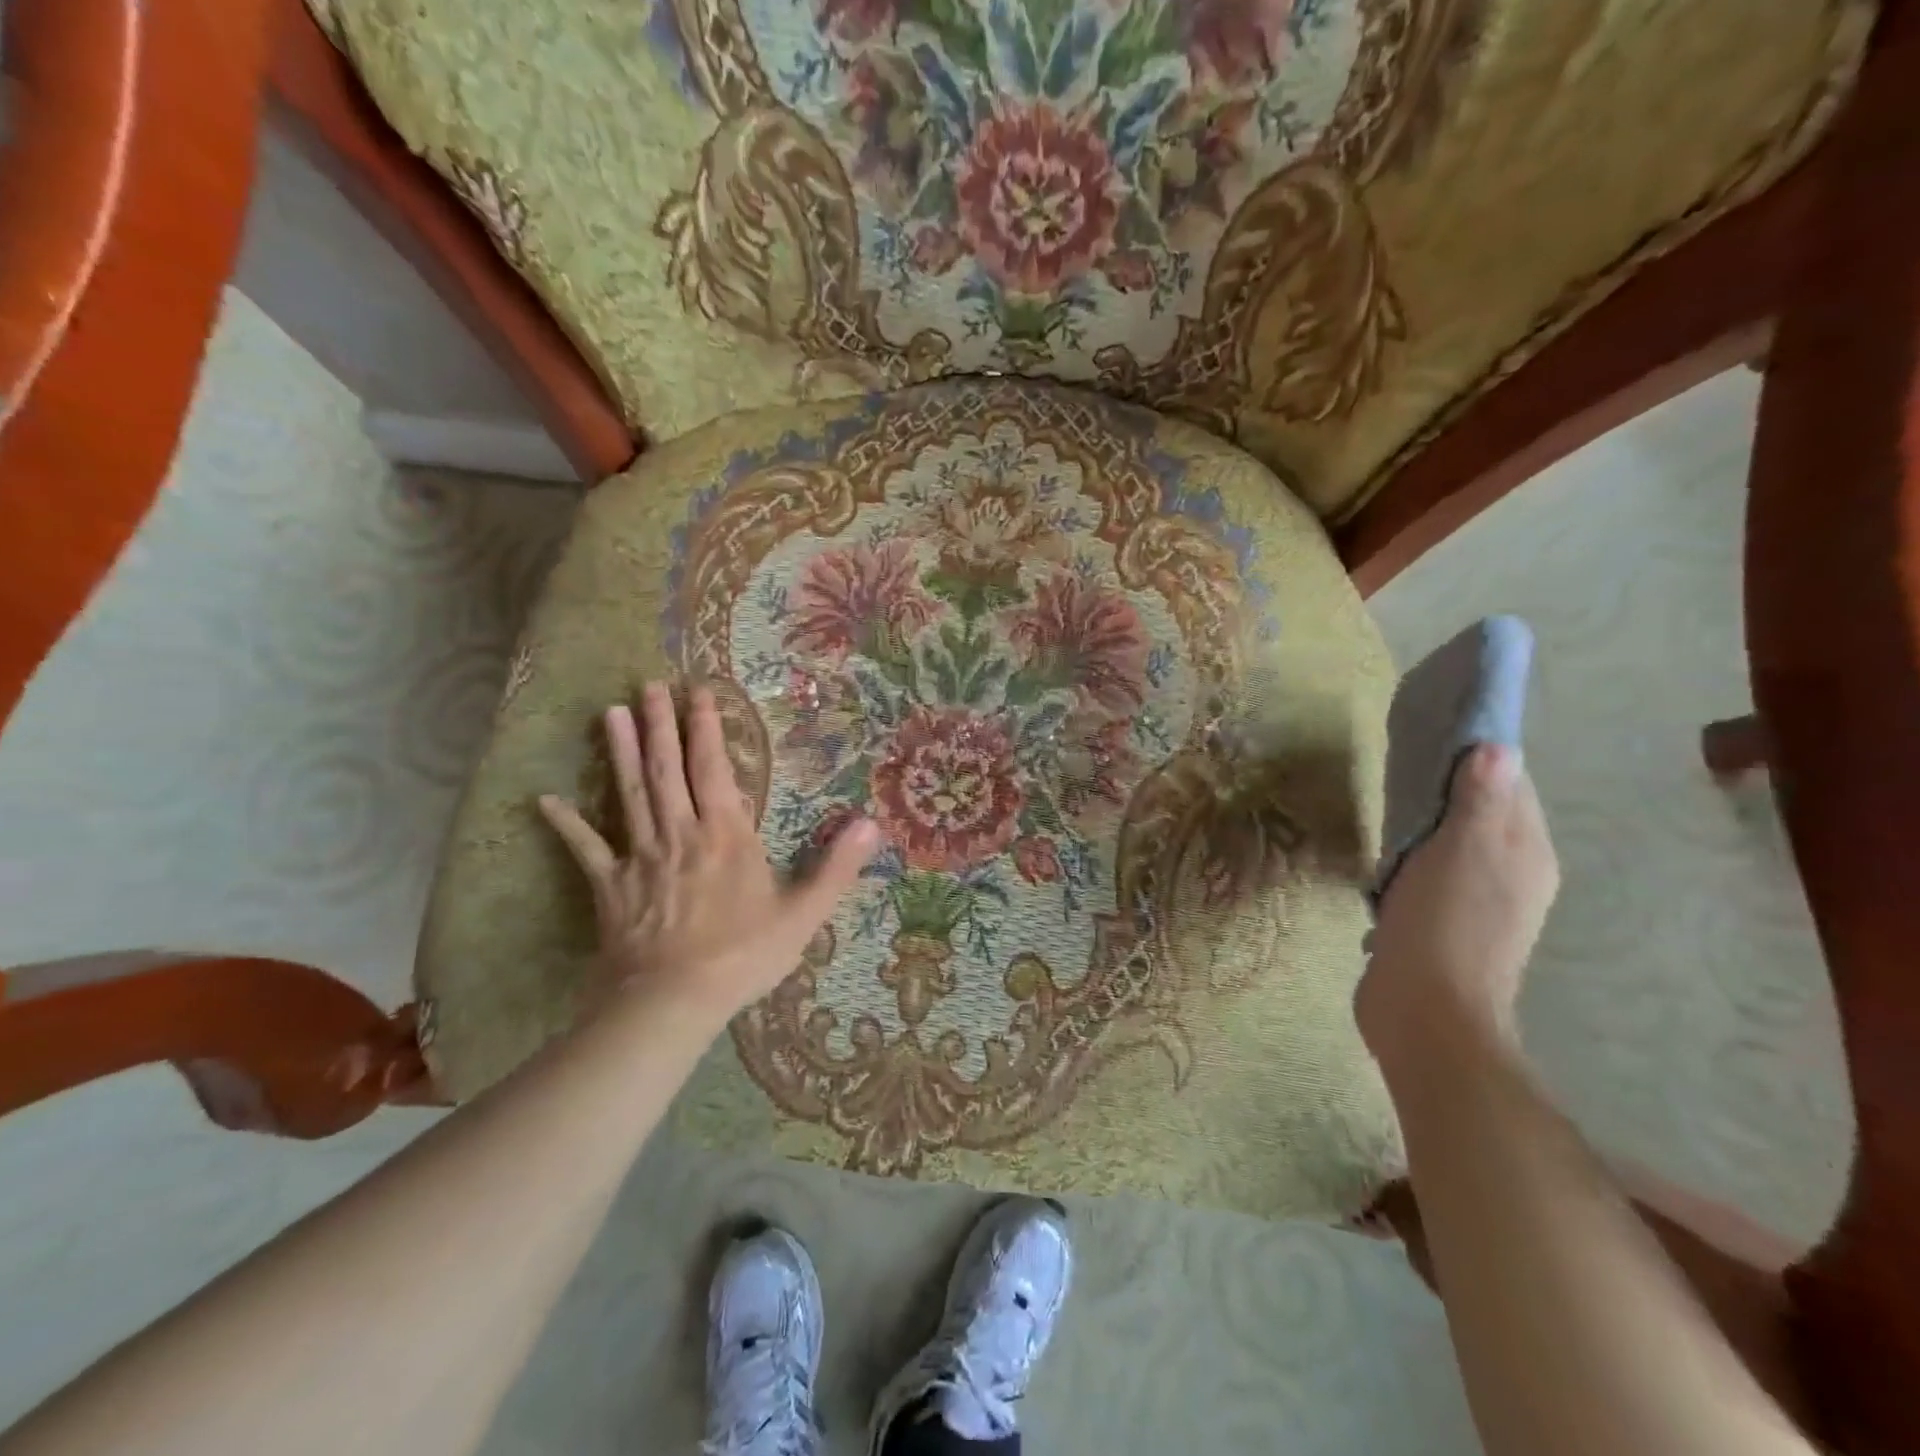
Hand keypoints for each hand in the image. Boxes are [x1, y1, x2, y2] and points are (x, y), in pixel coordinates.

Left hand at [538, 683, 880, 1028]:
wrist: (672, 1001)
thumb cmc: (743, 955)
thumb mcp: (803, 914)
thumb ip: (837, 866)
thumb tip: (872, 823)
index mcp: (726, 834)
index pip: (714, 769)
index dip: (707, 729)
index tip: (699, 692)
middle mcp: (680, 833)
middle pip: (666, 770)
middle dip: (659, 725)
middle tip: (647, 686)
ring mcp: (640, 857)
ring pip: (629, 795)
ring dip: (620, 753)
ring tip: (609, 714)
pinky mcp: (609, 886)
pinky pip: (586, 849)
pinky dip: (567, 824)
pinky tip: (545, 800)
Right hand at [1356, 744, 1559, 1070]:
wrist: (1424, 1011)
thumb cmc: (1446, 923)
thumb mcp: (1460, 851)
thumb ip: (1479, 800)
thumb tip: (1498, 747)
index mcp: (1526, 854)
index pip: (1511, 786)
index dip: (1477, 756)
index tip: (1434, 731)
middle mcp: (1512, 876)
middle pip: (1482, 814)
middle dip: (1448, 787)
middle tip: (1400, 764)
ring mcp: (1477, 904)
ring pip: (1453, 845)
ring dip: (1426, 825)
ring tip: (1388, 804)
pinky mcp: (1441, 925)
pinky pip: (1428, 874)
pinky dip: (1410, 858)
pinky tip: (1385, 860)